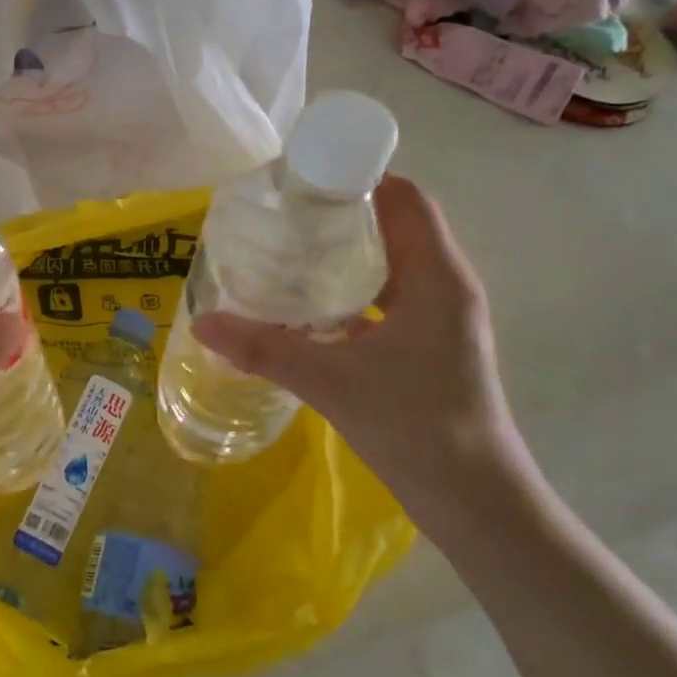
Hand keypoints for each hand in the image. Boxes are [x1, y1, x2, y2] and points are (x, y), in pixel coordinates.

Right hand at [193, 176, 539, 539]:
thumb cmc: (413, 425)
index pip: (404, 198)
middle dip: (340, 214)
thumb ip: (264, 348)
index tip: (303, 176)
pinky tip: (305, 309)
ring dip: (343, 255)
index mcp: (436, 276)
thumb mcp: (330, 380)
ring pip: (389, 265)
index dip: (358, 177)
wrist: (473, 500)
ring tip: (285, 252)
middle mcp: (444, 286)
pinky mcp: (428, 346)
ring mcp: (439, 318)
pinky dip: (349, 293)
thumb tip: (202, 323)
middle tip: (280, 214)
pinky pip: (386, 299)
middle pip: (394, 226)